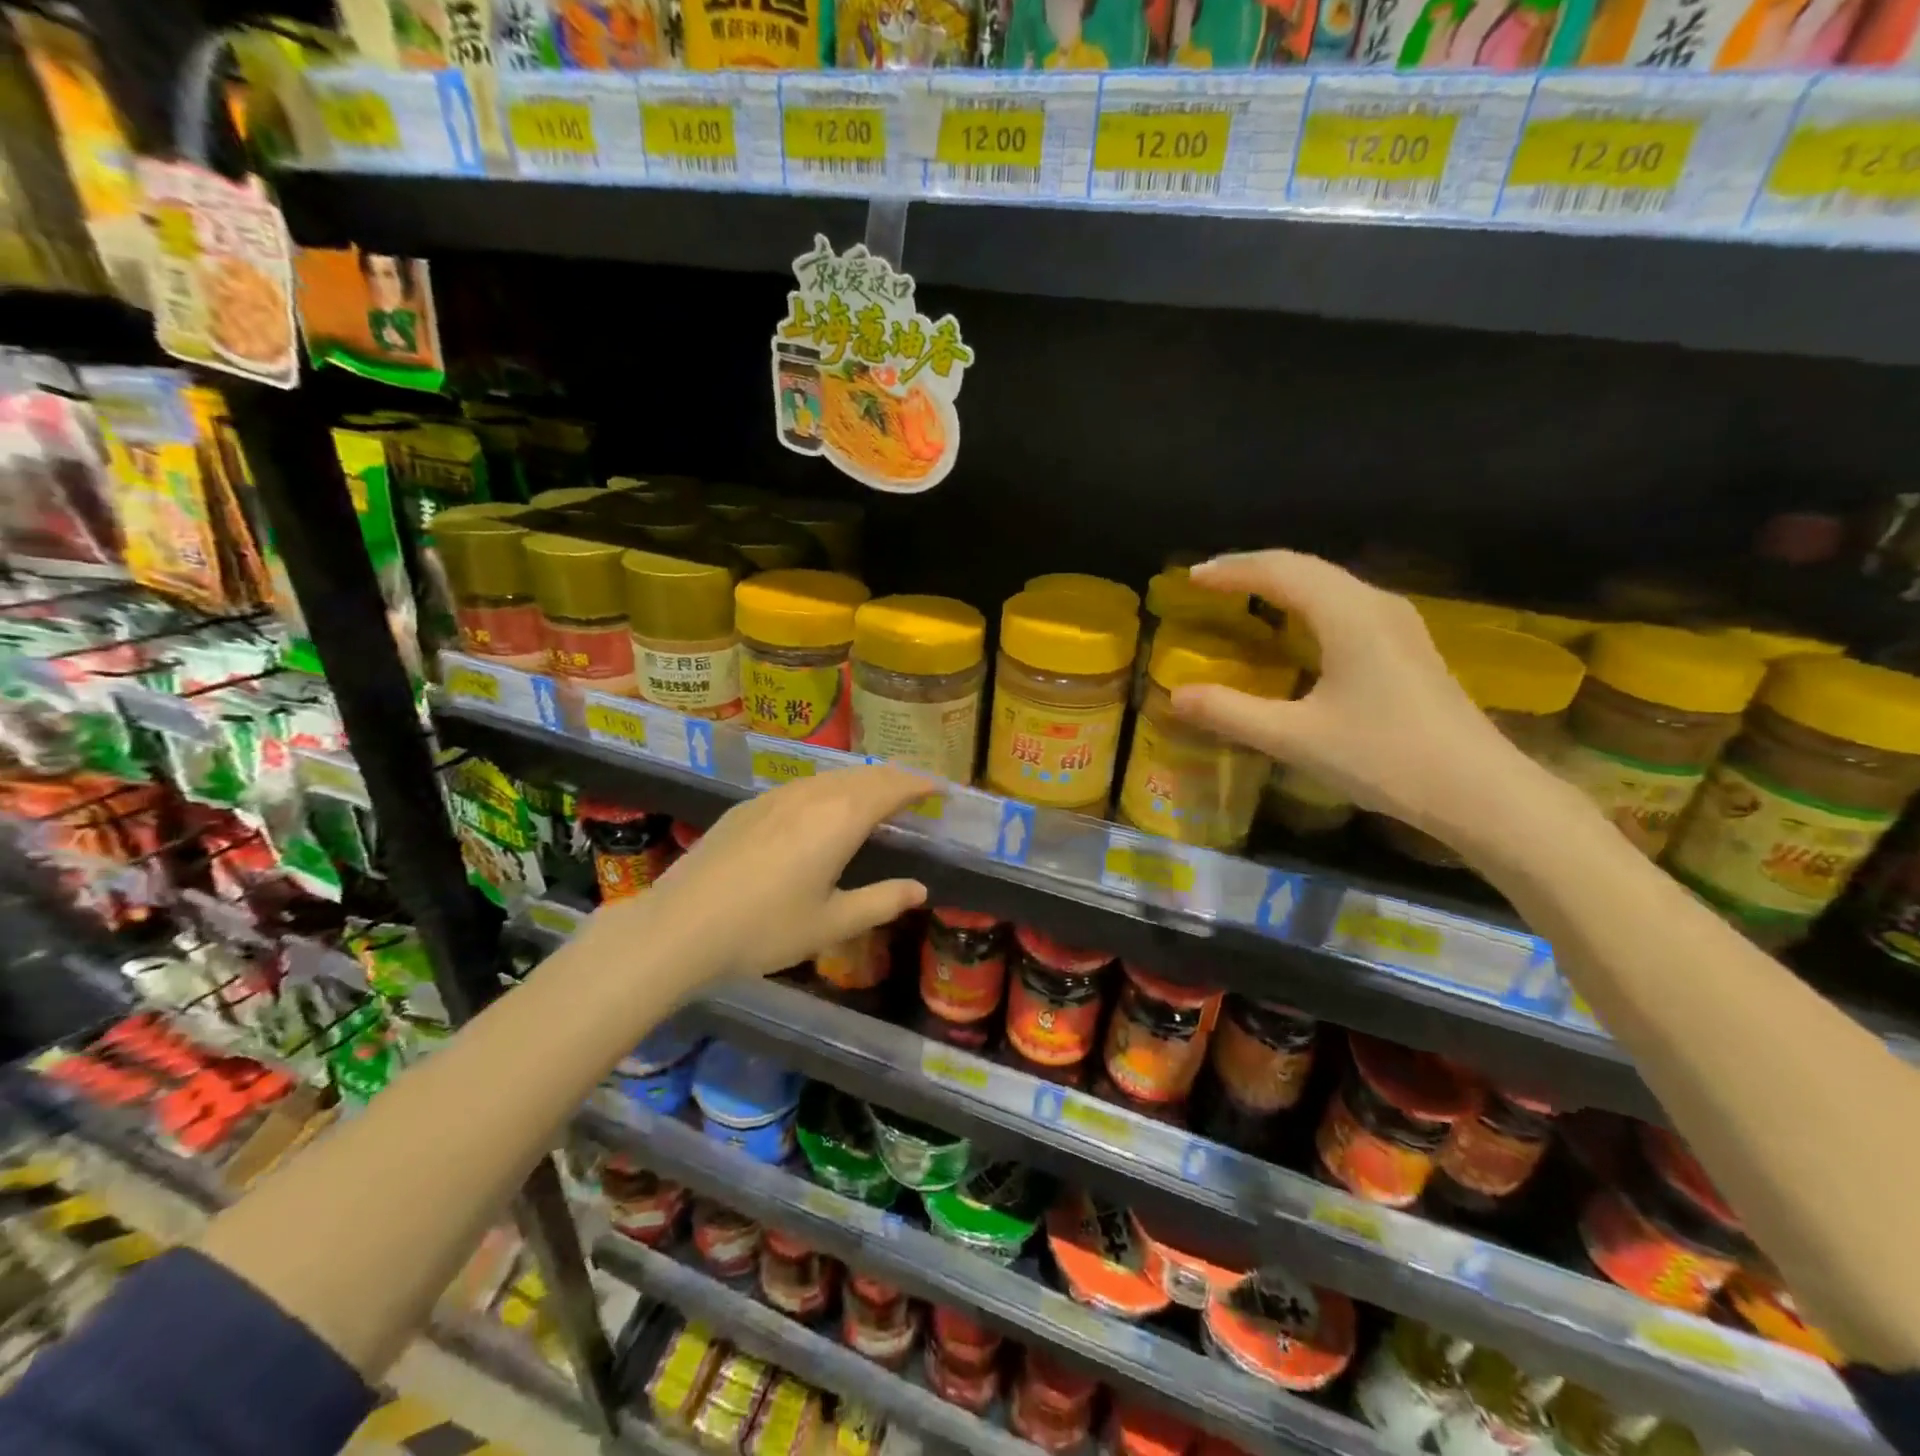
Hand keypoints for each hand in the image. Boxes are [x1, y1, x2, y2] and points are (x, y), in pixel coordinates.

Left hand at [609, 765, 930, 980]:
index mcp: (841, 819)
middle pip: (864, 775)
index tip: (941, 788)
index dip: (920, 784)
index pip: (892, 788)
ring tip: (877, 796)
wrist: (681, 926)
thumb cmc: (765, 929)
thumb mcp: (832, 922)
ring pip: (832, 776)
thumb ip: (881, 901)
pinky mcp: (750, 805)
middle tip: (916, 791)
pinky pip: (804, 785)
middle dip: (895, 778)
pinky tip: (824, 807)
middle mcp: (813, 795)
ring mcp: (777, 796)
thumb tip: (920, 889)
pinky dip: (831, 788)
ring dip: (862, 781)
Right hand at [1169, 550, 1558, 849]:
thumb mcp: (1294, 738)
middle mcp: (1375, 605)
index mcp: (1348, 615)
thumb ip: (1230, 712)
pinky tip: (1297, 628)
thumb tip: (1175, 695)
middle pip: (1306, 567)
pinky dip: (1307, 603)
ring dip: (1282, 583)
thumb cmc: (1384, 758)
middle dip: (1253, 570)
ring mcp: (1398, 624)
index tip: (1190, 578)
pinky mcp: (1408, 646)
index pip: (1280, 571)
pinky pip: (1345, 604)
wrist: (1480, 791)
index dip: (1231, 570)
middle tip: (1209, 584)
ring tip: (1243, 597)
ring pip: (1330, 583)